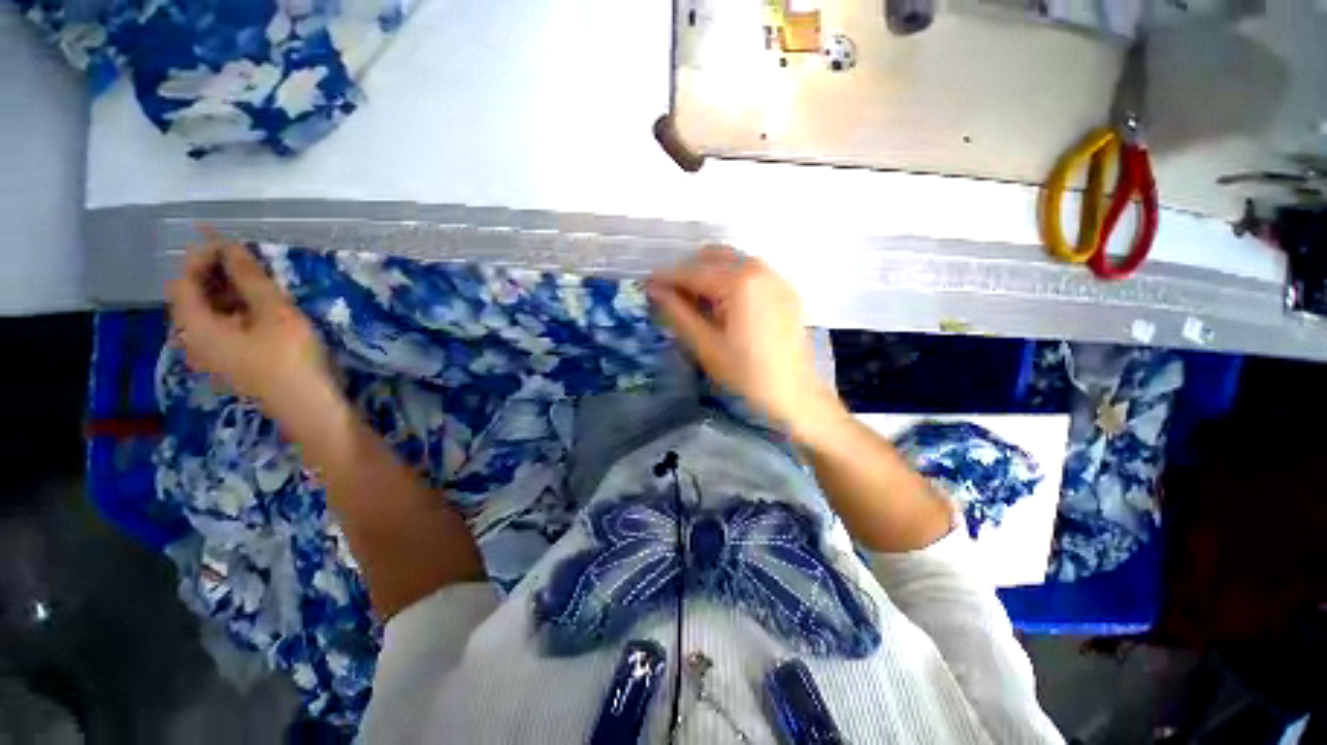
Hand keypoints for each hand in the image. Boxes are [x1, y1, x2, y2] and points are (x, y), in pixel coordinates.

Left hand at [167, 240, 331, 420]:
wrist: (309, 407)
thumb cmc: (290, 358)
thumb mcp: (274, 312)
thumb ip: (249, 278)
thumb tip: (231, 247)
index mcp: (194, 327)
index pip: (183, 281)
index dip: (201, 257)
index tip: (231, 243)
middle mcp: (193, 341)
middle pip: (192, 298)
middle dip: (215, 274)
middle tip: (248, 262)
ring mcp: (210, 356)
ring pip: (208, 315)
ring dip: (227, 293)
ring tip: (258, 283)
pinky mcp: (230, 364)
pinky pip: (221, 329)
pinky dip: (235, 312)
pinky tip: (261, 311)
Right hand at [647, 246, 844, 437]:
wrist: (795, 398)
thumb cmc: (747, 376)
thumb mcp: (706, 346)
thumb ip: (677, 313)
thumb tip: (653, 290)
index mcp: (740, 282)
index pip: (692, 271)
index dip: (666, 278)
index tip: (647, 288)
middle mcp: (760, 269)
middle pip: (712, 258)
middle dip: (687, 274)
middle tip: (671, 300)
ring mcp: (776, 278)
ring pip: (731, 263)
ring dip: (708, 276)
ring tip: (695, 305)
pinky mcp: (785, 291)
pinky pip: (749, 273)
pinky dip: (729, 281)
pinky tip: (723, 307)